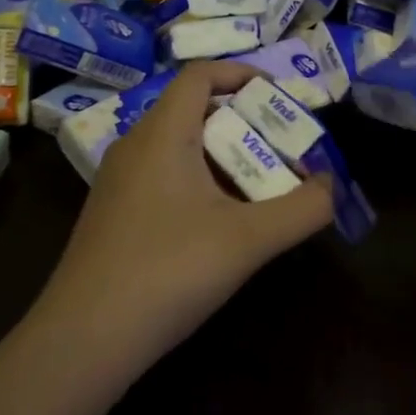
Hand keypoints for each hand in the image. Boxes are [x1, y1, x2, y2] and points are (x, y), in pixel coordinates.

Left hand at [38, 61, 332, 374]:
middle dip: (243, 121)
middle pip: (193, 110)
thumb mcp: (248, 240)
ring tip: (260, 185)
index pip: (200, 74)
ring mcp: (118, 182)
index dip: (241, 73)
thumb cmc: (167, 272)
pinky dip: (198, 181)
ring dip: (223, 155)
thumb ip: (302, 209)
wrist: (82, 342)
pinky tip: (219, 223)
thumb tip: (333, 186)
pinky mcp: (112, 214)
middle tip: (282, 147)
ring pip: (178, 146)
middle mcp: (135, 146)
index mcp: (162, 133)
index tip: (279, 95)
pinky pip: (163, 175)